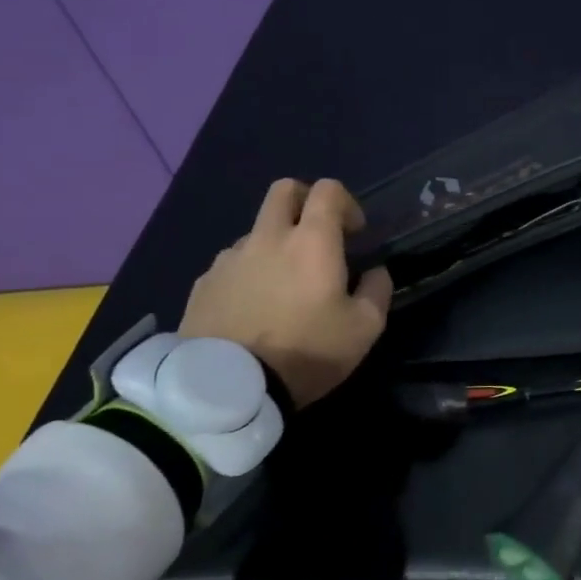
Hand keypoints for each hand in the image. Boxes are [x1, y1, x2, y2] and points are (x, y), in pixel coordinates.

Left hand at [179, 178, 392, 407]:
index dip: (346, 203)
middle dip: (305, 201)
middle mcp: (268, 237)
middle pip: (284, 190)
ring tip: (281, 287)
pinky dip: (246, 274)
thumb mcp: (364, 329)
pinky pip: (231, 264)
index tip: (354, 233)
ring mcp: (230, 258)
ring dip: (274, 245)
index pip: (328, 190)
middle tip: (316, 236)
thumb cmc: (305, 352)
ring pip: (256, 231)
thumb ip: (377, 291)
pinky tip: (251, 309)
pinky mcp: (203, 284)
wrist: (228, 390)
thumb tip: (376, 272)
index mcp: (312, 240)